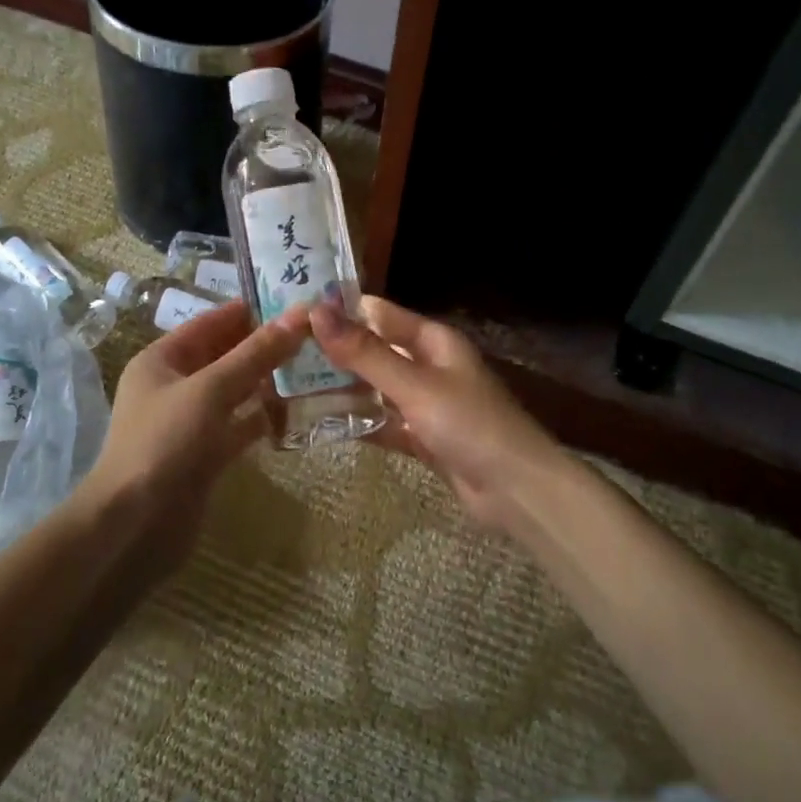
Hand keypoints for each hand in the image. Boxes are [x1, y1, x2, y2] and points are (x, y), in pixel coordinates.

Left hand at [81, 301, 309, 561]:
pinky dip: (264, 416)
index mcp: (162, 360)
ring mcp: (191, 421)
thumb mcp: (210, 390)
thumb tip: (298, 315)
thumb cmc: (164, 444)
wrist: (134, 527)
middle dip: (265, 344)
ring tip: (315, 364)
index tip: (295, 300)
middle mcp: (175, 385)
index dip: (250, 309)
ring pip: (236, 390)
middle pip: (226, 354)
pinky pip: (240, 425)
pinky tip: (298, 408)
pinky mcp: (206, 454)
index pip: (211, 322)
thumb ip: (255, 354)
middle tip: (315, 332)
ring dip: (269, 379)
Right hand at [310, 297, 568, 532]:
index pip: (379, 313)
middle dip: (337, 352)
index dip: (340, 311)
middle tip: (284, 354)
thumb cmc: (468, 424)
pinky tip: (324, 425)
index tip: (294, 314)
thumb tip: (317, 313)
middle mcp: (429, 365)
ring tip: (292, 387)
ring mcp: (427, 403)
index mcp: (433, 340)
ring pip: (378, 388)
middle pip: (376, 350)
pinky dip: (361, 423)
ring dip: (344, 388)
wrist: (516, 490)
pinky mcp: (425, 438)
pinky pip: (386, 423)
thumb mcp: (413, 384)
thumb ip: (365, 352)